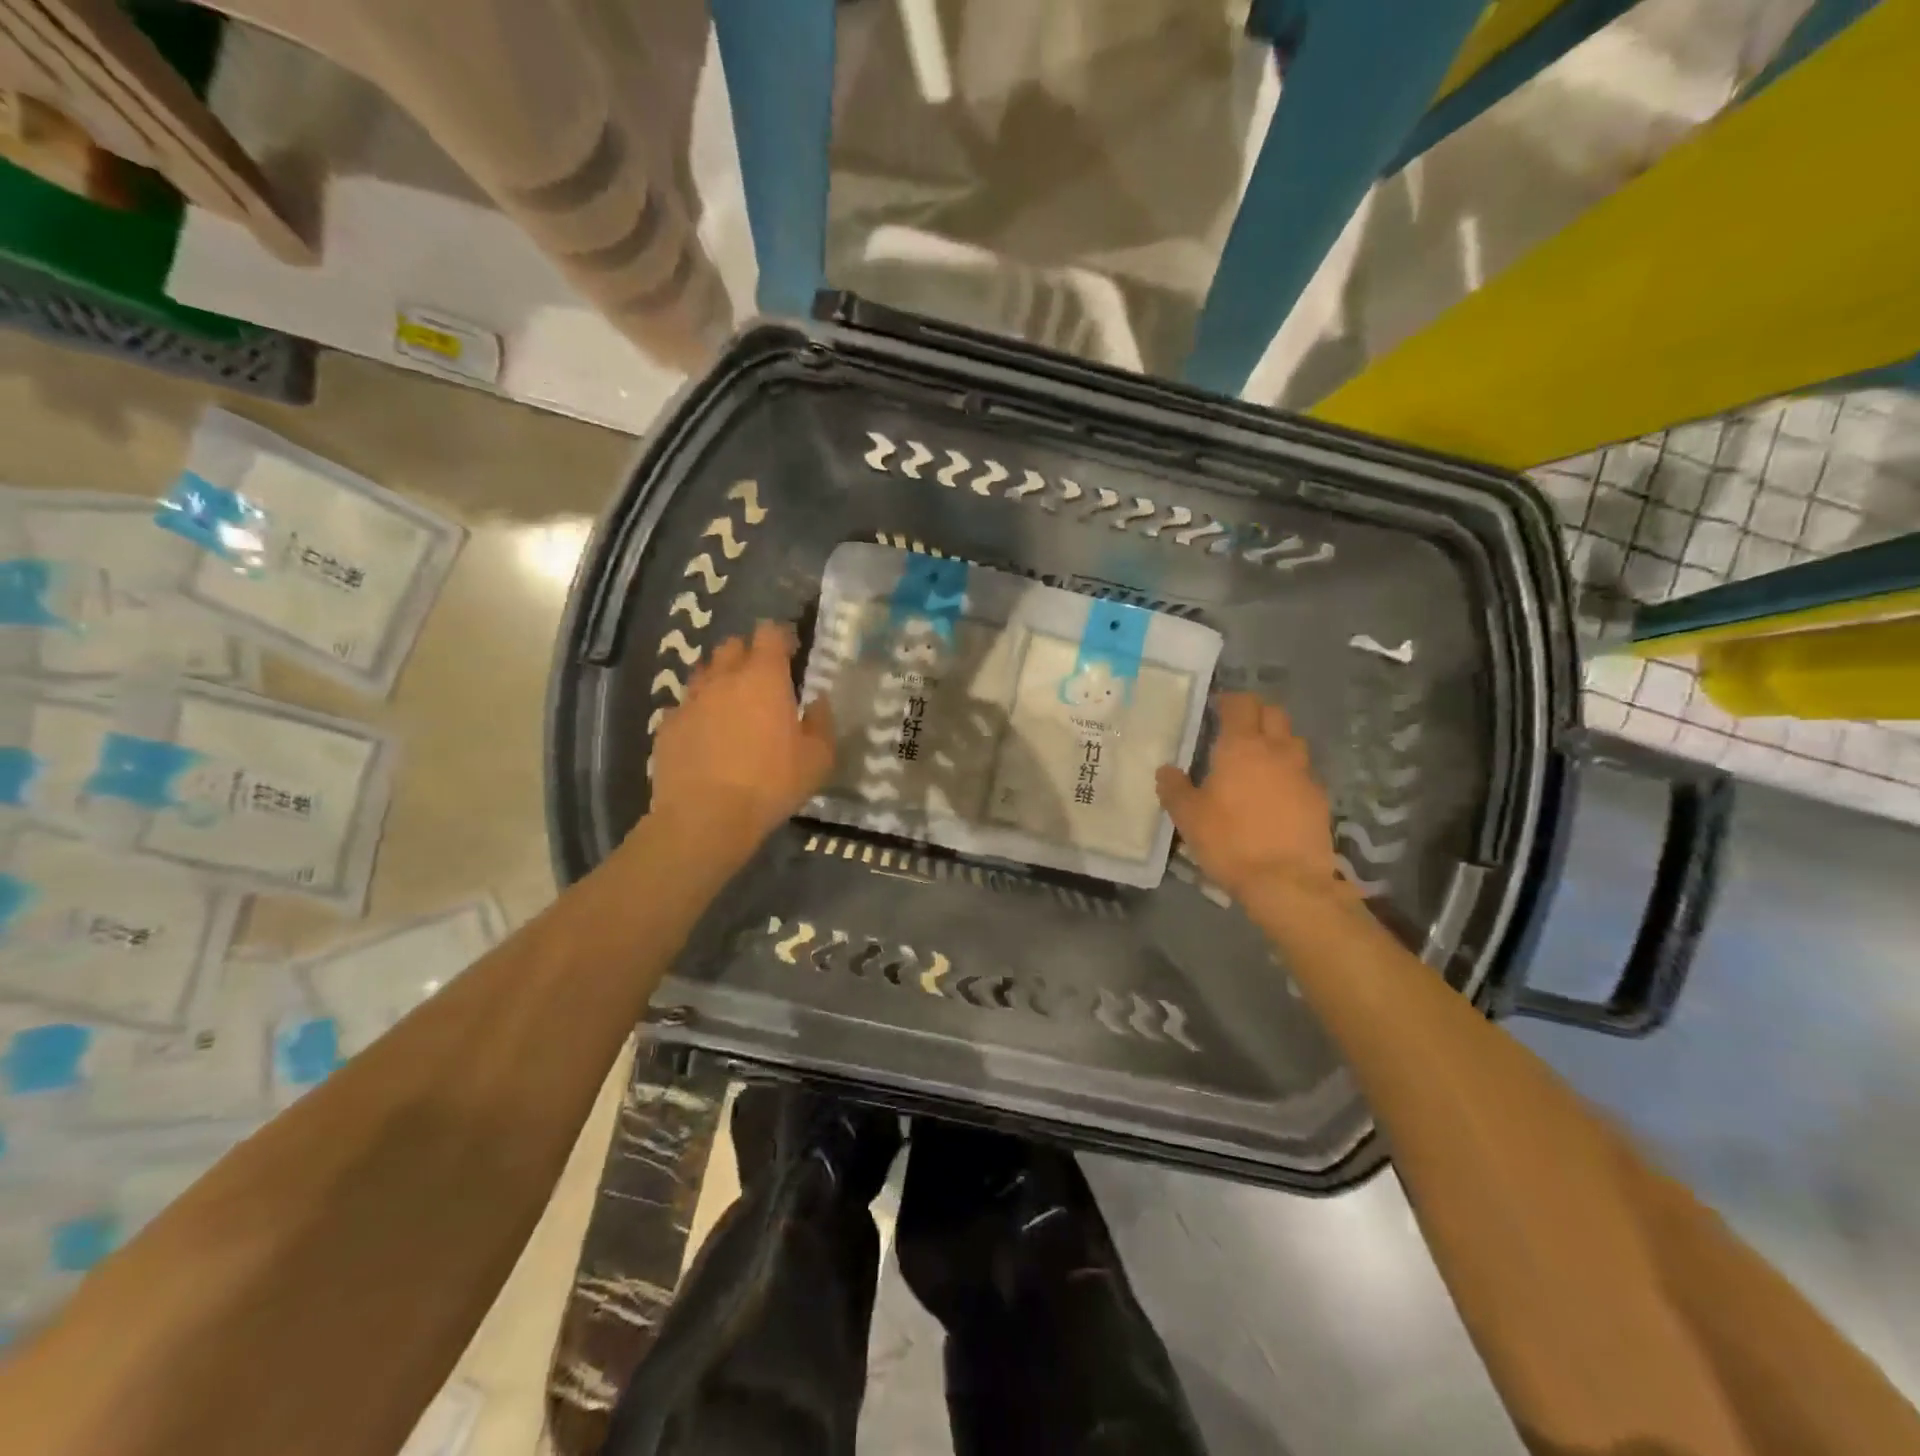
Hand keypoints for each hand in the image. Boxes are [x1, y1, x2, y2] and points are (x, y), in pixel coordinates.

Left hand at [647, 621, 834, 858]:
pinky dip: (697, 713)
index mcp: (764, 678)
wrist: (705, 817)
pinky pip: (684, 707)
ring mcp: (690, 701)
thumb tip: (818, 702)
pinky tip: (706, 737)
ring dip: (719, 681)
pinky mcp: (667, 726)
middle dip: (747, 654)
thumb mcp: (817, 759)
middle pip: (731, 646)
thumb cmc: (771, 783)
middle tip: (762, 680)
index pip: (769, 633)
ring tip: (732, 706)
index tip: (791, 653)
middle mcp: (723, 679)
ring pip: (704, 673)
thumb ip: (821, 723)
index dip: (781, 637)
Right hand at [1155, 693, 1344, 903]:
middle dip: (1256, 714)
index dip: (1229, 700)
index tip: (1216, 708)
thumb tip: (1166, 769)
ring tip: (1258, 761)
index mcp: (1242, 747)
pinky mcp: (1320, 799)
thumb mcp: (1188, 817)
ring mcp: (1304, 774)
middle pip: (1274, 714)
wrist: (1288, 882)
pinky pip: (1303, 773)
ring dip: (1276, 742)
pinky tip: (1276, 795)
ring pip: (1293, 741)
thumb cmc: (1230, 841)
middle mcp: (1277, 750)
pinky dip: (1289, 774)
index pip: (1242, 704)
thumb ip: (1174, 788)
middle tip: (1236, 730)